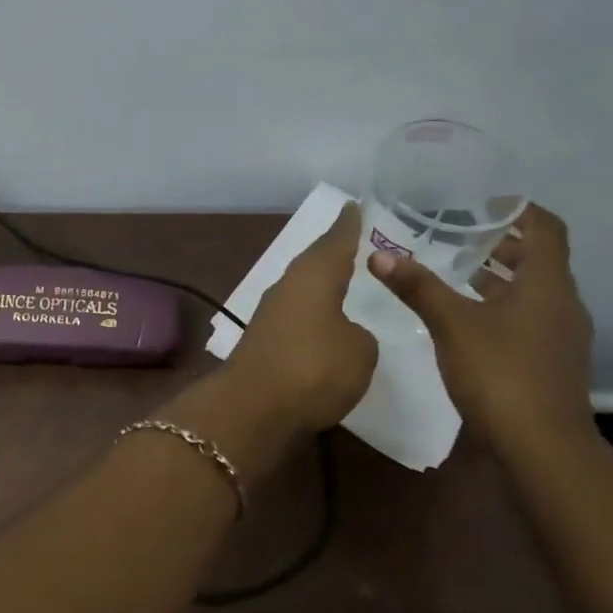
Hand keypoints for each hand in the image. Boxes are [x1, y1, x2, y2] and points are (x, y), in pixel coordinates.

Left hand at [226, 203, 378, 433]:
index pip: (335, 242)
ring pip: (301, 288)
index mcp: (314, 276)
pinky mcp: (262, 341)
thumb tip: (345, 333)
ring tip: (342, 280)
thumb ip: (359, 335)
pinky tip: (321, 321)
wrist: (253, 406)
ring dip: (320, 284)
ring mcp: (270, 313)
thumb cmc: (313, 368)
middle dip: (332, 252)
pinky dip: (311, 312)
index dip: (348, 226)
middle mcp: (287, 286)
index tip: (353, 206)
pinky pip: (295, 315)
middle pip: (314, 262)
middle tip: (351, 241)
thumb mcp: (359, 351)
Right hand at [370, 204, 593, 450]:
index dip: (520, 209)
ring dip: (501, 278)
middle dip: (502, 244)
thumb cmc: (500, 373)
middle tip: (460, 234)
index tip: (485, 202)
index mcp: (547, 284)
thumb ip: (417, 287)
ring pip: (533, 292)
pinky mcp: (551, 363)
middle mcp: (562, 304)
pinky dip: (502, 307)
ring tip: (457, 272)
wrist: (541, 448)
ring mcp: (560, 337)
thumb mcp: (451, 324)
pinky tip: (468, 319)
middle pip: (539, 259)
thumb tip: (378, 254)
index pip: (546, 228)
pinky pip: (529, 319)